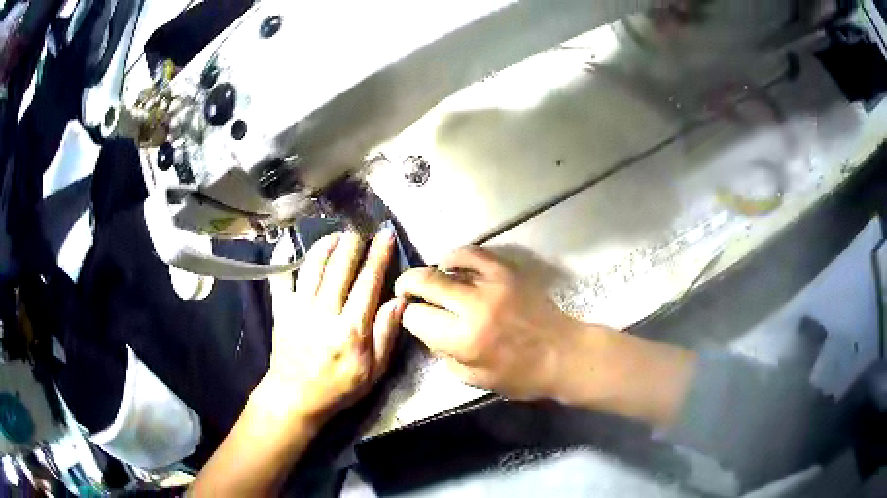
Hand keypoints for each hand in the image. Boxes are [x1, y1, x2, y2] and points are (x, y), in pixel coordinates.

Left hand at [259, 229, 405, 425]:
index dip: (379, 255)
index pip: (368, 282)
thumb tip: (399, 299)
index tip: (385, 235)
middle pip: (340, 267)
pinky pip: (281, 279)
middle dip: (353, 242)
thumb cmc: (339, 387)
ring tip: (336, 234)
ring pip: (313, 266)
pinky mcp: (281, 310)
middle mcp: (325, 313)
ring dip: (325, 245)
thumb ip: (387, 334)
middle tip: (361, 229)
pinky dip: (284, 259)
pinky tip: (290, 245)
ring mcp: (299, 309)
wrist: (295, 397)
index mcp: (351, 329)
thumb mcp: (374, 371)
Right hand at [394, 246, 585, 400]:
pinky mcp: (507, 272)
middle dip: (406, 285)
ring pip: (446, 263)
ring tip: (428, 280)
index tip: (414, 320)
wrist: (563, 354)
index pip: (416, 317)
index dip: (409, 318)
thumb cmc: (520, 376)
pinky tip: (452, 266)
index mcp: (464, 339)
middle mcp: (474, 306)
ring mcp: (492, 284)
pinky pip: (473, 253)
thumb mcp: (473, 378)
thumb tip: (426, 329)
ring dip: (430, 272)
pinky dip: (456, 257)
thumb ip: (443, 353)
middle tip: (404, 291)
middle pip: (425, 282)